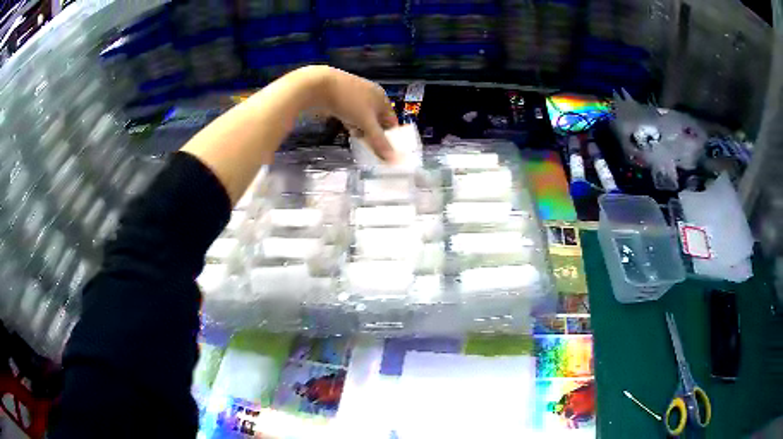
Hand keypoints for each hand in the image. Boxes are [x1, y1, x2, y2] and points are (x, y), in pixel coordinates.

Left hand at [303, 66, 399, 161]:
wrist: (320, 86)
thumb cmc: (349, 101)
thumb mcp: (366, 123)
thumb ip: (379, 142)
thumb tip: (393, 159)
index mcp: (382, 97)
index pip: (391, 120)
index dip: (389, 135)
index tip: (384, 149)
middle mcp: (371, 94)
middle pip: (376, 119)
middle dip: (372, 132)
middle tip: (368, 144)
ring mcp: (356, 94)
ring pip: (362, 117)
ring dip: (360, 127)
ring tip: (354, 134)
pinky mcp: (342, 97)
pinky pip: (351, 113)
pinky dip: (350, 121)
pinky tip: (345, 125)